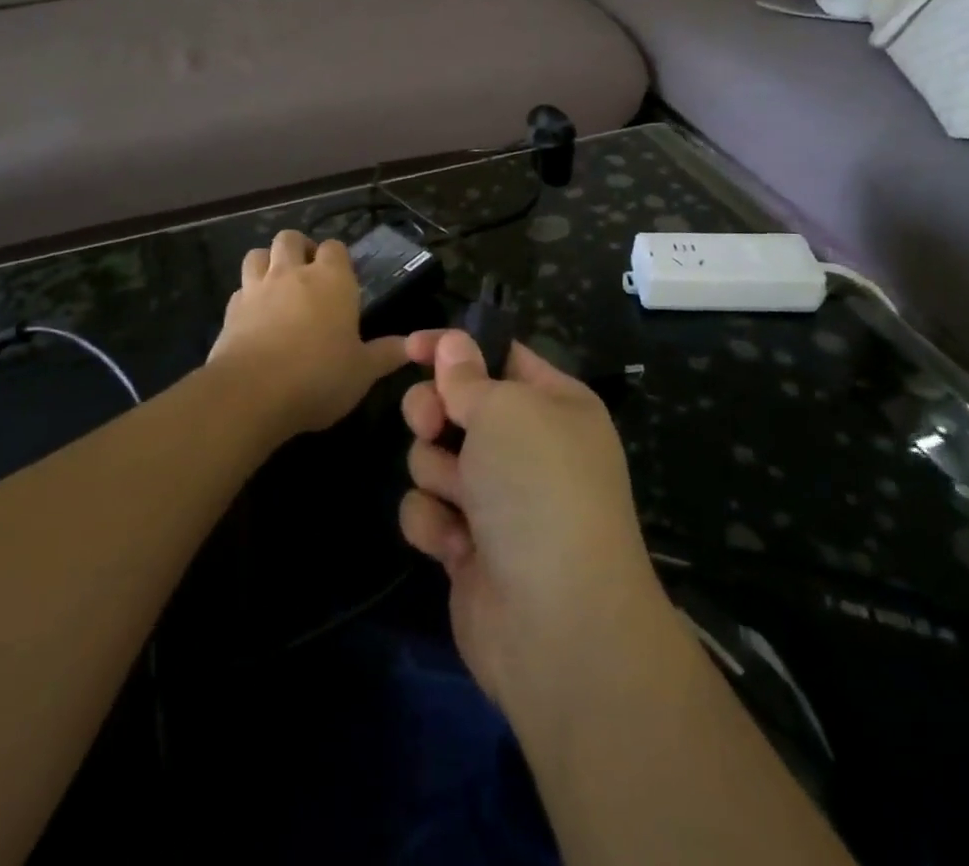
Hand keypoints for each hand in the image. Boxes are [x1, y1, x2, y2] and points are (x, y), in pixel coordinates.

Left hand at [209, 231, 409, 439]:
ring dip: (268, 262)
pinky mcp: (230, 310)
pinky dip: (247, 296)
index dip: (338, 258)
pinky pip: (239, 289)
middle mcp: (293, 273)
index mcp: (332, 280)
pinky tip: (255, 316)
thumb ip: (386, 354)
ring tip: (277, 285)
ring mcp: (256, 288)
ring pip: (258, 254)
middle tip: (308, 273)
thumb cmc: (319, 376)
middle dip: (299, 248)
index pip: (335, 247)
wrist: (251, 393)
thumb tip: (412, 346)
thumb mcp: (363, 371)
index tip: (343, 279)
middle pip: (291, 238)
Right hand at [399, 331, 672, 720]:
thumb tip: (452, 343)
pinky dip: (436, 524)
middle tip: (430, 424)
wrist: (558, 624)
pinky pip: (429, 510)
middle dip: (433, 412)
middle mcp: (528, 448)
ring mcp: (498, 499)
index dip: (453, 347)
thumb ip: (467, 376)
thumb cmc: (539, 489)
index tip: (410, 347)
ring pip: (434, 457)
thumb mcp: (506, 410)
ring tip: (461, 496)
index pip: (497, 356)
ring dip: (437, 473)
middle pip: (456, 405)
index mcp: (554, 405)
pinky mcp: (470, 546)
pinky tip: (457, 545)